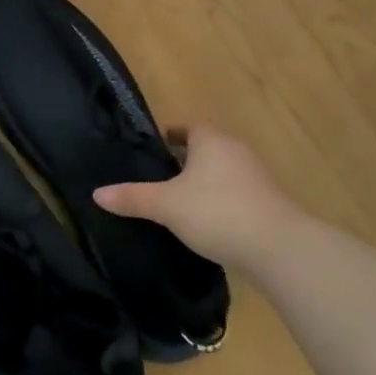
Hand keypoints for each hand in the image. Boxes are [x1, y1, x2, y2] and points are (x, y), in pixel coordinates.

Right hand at [93, 125, 312, 270]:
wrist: (279, 247)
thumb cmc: (216, 212)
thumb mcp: (166, 206)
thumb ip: (132, 198)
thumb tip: (96, 193)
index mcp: (212, 141)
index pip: (190, 127)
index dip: (173, 134)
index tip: (158, 145)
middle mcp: (236, 151)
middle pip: (208, 148)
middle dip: (188, 159)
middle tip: (163, 174)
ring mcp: (257, 177)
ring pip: (224, 171)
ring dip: (207, 181)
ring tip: (182, 200)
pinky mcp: (270, 202)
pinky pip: (238, 193)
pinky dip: (222, 200)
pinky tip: (209, 221)